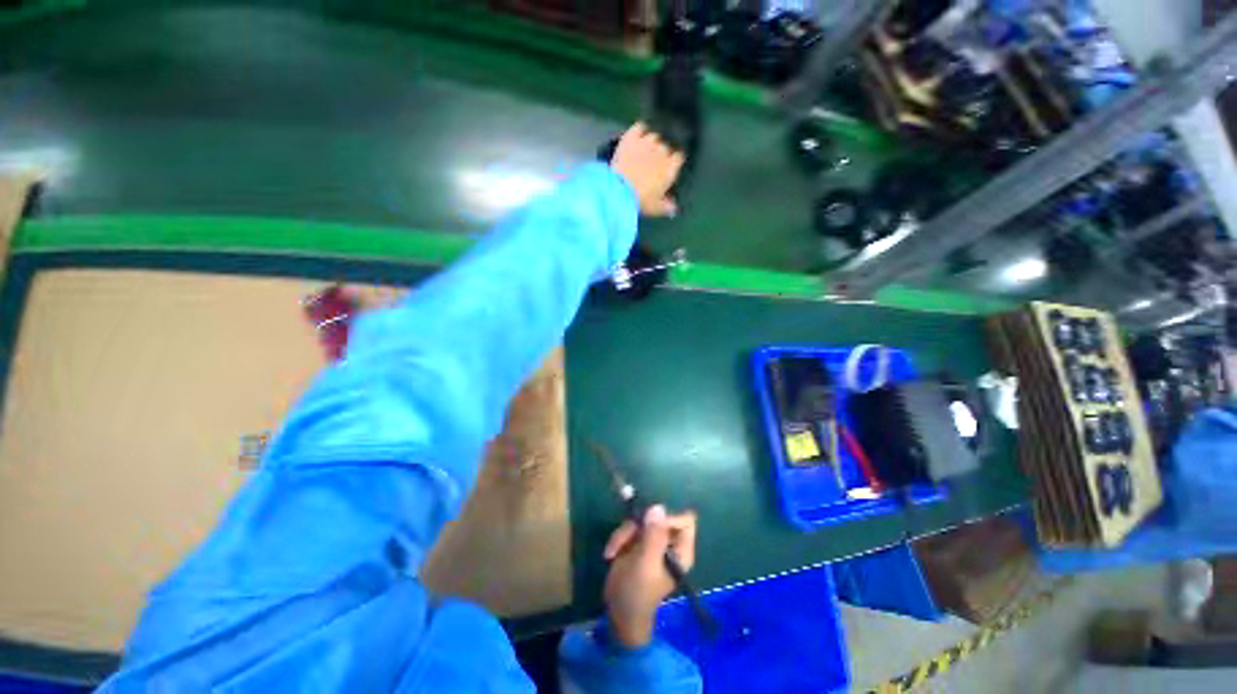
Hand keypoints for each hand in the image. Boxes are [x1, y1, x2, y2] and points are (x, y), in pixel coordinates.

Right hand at [603, 504, 697, 648]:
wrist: (617, 613)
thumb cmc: (637, 593)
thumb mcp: (645, 564)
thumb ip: (654, 535)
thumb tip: (658, 507)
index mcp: (681, 551)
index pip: (685, 520)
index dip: (668, 518)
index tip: (649, 524)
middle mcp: (669, 543)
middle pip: (659, 516)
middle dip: (638, 525)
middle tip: (625, 538)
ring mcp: (653, 541)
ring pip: (641, 520)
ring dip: (624, 533)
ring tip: (613, 552)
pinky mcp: (638, 542)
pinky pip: (630, 528)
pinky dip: (619, 538)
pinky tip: (611, 554)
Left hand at [609, 122, 685, 217]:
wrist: (619, 188)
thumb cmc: (641, 200)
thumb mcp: (656, 208)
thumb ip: (667, 206)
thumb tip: (674, 208)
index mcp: (671, 167)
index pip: (679, 158)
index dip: (673, 162)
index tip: (668, 168)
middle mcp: (662, 150)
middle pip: (666, 147)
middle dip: (661, 154)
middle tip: (652, 164)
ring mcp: (647, 141)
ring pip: (654, 136)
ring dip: (651, 142)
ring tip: (644, 150)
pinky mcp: (631, 136)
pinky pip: (640, 127)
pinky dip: (640, 131)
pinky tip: (637, 136)